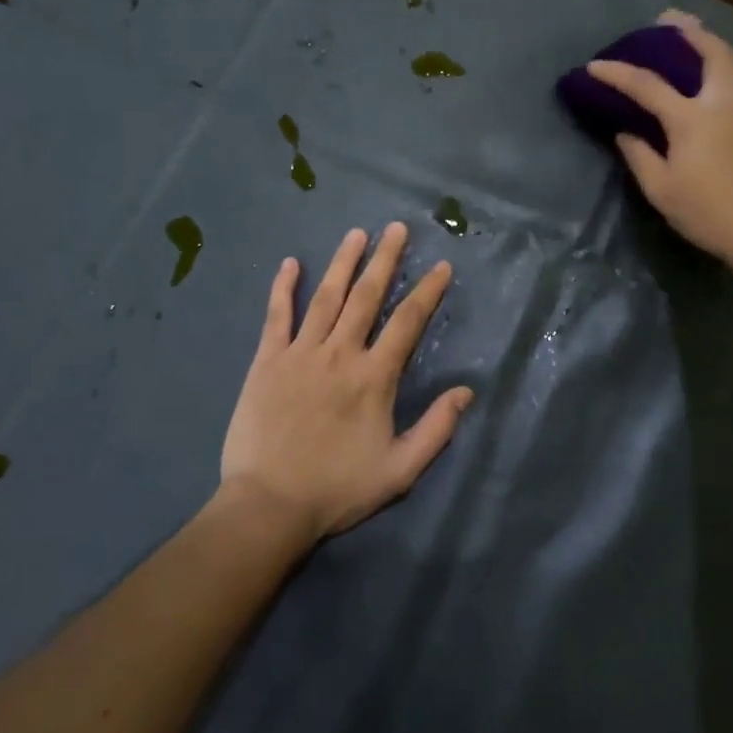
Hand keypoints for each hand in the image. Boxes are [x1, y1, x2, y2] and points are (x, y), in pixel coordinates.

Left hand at [219, 223, 473, 543]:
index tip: (441, 266)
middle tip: (396, 228)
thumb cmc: (338, 489)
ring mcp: (300, 354)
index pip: (407, 322)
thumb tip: (466, 391)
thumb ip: (437, 428)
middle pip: (367, 297)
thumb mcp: (400, 470)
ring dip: (343, 263)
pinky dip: (283, 288)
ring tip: (357, 234)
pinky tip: (290, 263)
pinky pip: (276, 317)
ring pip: (326, 297)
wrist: (269, 505)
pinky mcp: (267, 362)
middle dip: (385, 259)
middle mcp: (340, 354)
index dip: (427, 292)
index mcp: (374, 377)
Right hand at [587, 9, 732, 272]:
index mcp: (692, 120)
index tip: (596, 65)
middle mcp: (730, 107)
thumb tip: (625, 133)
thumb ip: (640, 157)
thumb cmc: (706, 214)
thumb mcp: (660, 191)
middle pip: (718, 54)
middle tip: (681, 25)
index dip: (618, 73)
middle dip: (696, 33)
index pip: (647, 86)